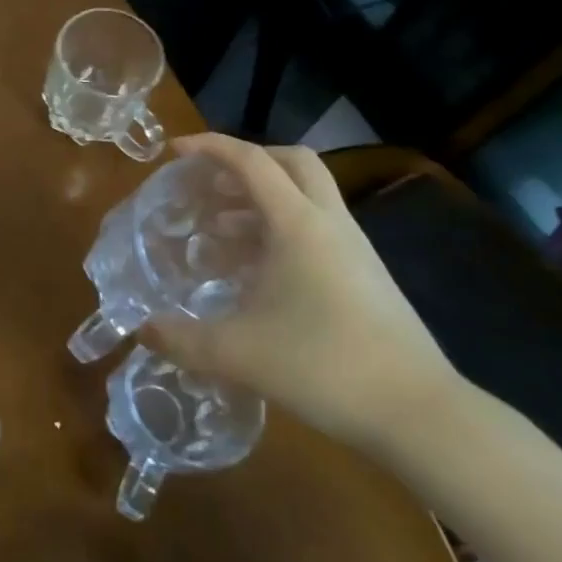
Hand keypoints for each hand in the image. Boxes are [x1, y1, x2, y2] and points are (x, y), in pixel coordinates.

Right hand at [147, 134, 461, 454]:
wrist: (419, 414)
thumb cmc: (323, 366)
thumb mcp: (238, 353)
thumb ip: (182, 340)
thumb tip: (142, 331)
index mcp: (298, 224)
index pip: (251, 161)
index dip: (210, 147)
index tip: (174, 152)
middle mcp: (329, 223)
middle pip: (292, 162)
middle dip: (246, 161)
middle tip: (209, 183)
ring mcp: (354, 249)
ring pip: (306, 196)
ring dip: (261, 200)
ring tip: (219, 230)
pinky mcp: (366, 276)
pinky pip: (317, 229)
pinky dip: (280, 231)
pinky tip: (255, 272)